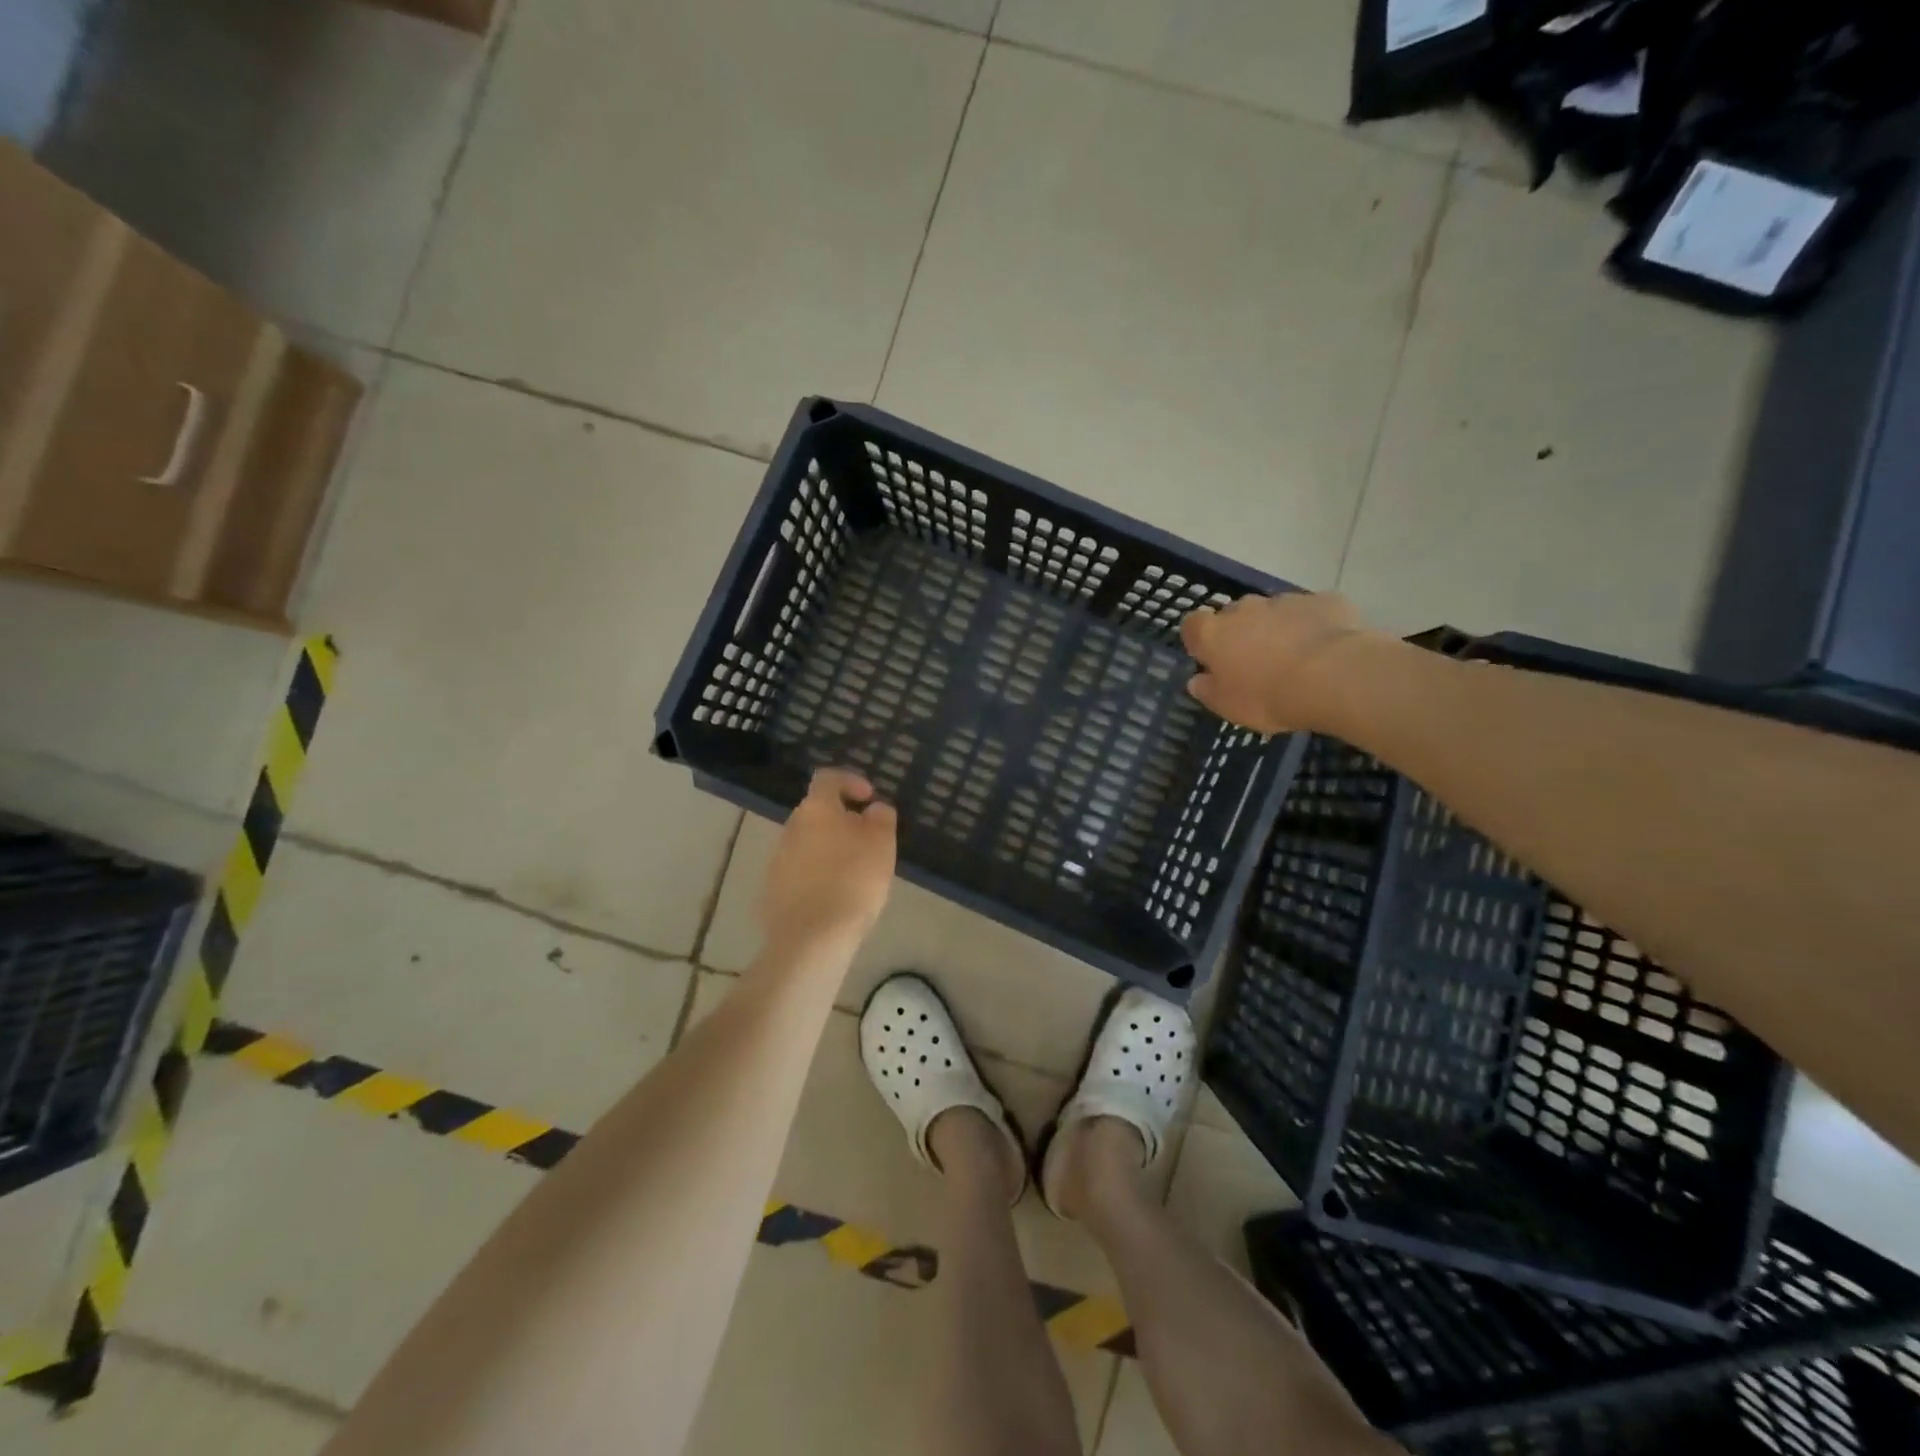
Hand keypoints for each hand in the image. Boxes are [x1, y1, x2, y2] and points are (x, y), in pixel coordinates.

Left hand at [761, 769, 897, 956]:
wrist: (811, 938)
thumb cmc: (853, 880)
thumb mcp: (882, 844)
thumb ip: (881, 818)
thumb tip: (873, 809)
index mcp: (816, 808)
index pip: (828, 778)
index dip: (850, 781)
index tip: (869, 798)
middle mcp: (791, 827)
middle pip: (817, 811)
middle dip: (841, 819)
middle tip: (867, 839)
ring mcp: (777, 859)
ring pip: (808, 842)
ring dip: (829, 848)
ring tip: (854, 872)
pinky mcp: (773, 890)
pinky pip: (799, 871)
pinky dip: (817, 875)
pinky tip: (835, 896)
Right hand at [1181, 592, 1365, 734]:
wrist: (1333, 676)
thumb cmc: (1268, 695)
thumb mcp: (1228, 706)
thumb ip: (1208, 691)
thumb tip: (1197, 680)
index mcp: (1214, 634)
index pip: (1192, 625)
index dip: (1199, 640)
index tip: (1208, 659)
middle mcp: (1245, 609)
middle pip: (1234, 614)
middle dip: (1240, 632)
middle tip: (1253, 661)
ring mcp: (1285, 601)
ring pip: (1273, 611)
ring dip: (1276, 628)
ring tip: (1293, 657)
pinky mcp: (1323, 601)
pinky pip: (1311, 612)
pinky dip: (1312, 625)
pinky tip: (1324, 649)